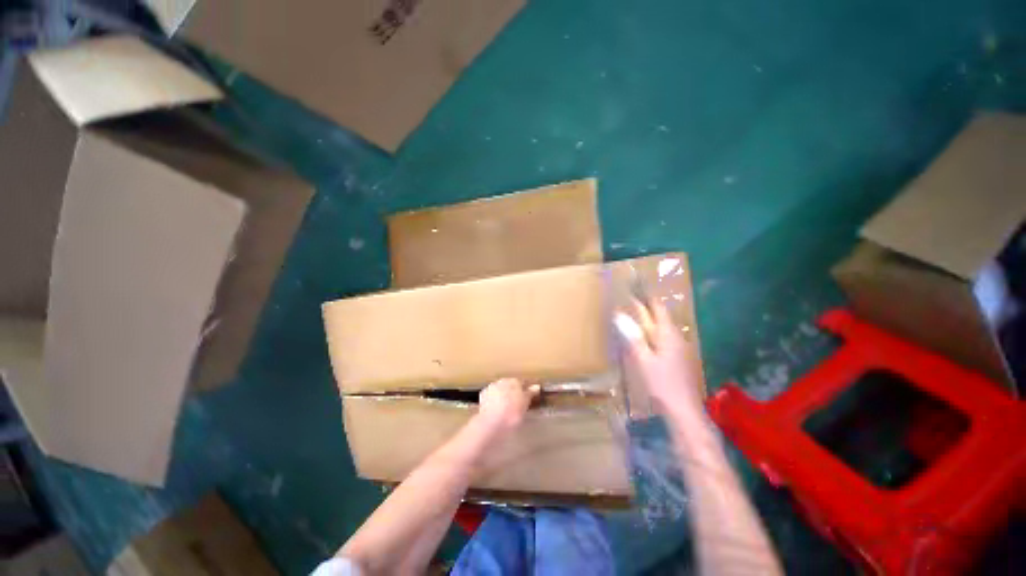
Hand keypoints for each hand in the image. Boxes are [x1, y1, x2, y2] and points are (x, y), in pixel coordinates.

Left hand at [476, 378, 539, 432]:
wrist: (492, 423)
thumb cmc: (512, 414)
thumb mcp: (525, 404)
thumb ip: (530, 393)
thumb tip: (536, 386)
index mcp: (515, 381)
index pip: (522, 382)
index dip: (525, 389)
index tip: (527, 397)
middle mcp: (503, 380)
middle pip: (510, 384)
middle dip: (513, 391)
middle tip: (516, 403)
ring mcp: (492, 387)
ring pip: (500, 389)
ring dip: (503, 394)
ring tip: (506, 407)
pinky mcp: (483, 395)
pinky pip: (491, 395)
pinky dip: (494, 399)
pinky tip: (496, 408)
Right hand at [615, 298, 702, 415]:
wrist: (683, 410)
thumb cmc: (662, 384)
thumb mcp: (643, 360)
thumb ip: (633, 337)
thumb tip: (619, 315)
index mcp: (668, 334)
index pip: (658, 308)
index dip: (646, 297)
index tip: (634, 289)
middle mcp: (676, 337)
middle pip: (661, 317)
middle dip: (646, 309)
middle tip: (628, 303)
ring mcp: (680, 348)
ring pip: (662, 329)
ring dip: (649, 322)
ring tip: (632, 319)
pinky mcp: (679, 359)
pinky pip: (664, 340)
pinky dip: (652, 335)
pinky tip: (644, 341)